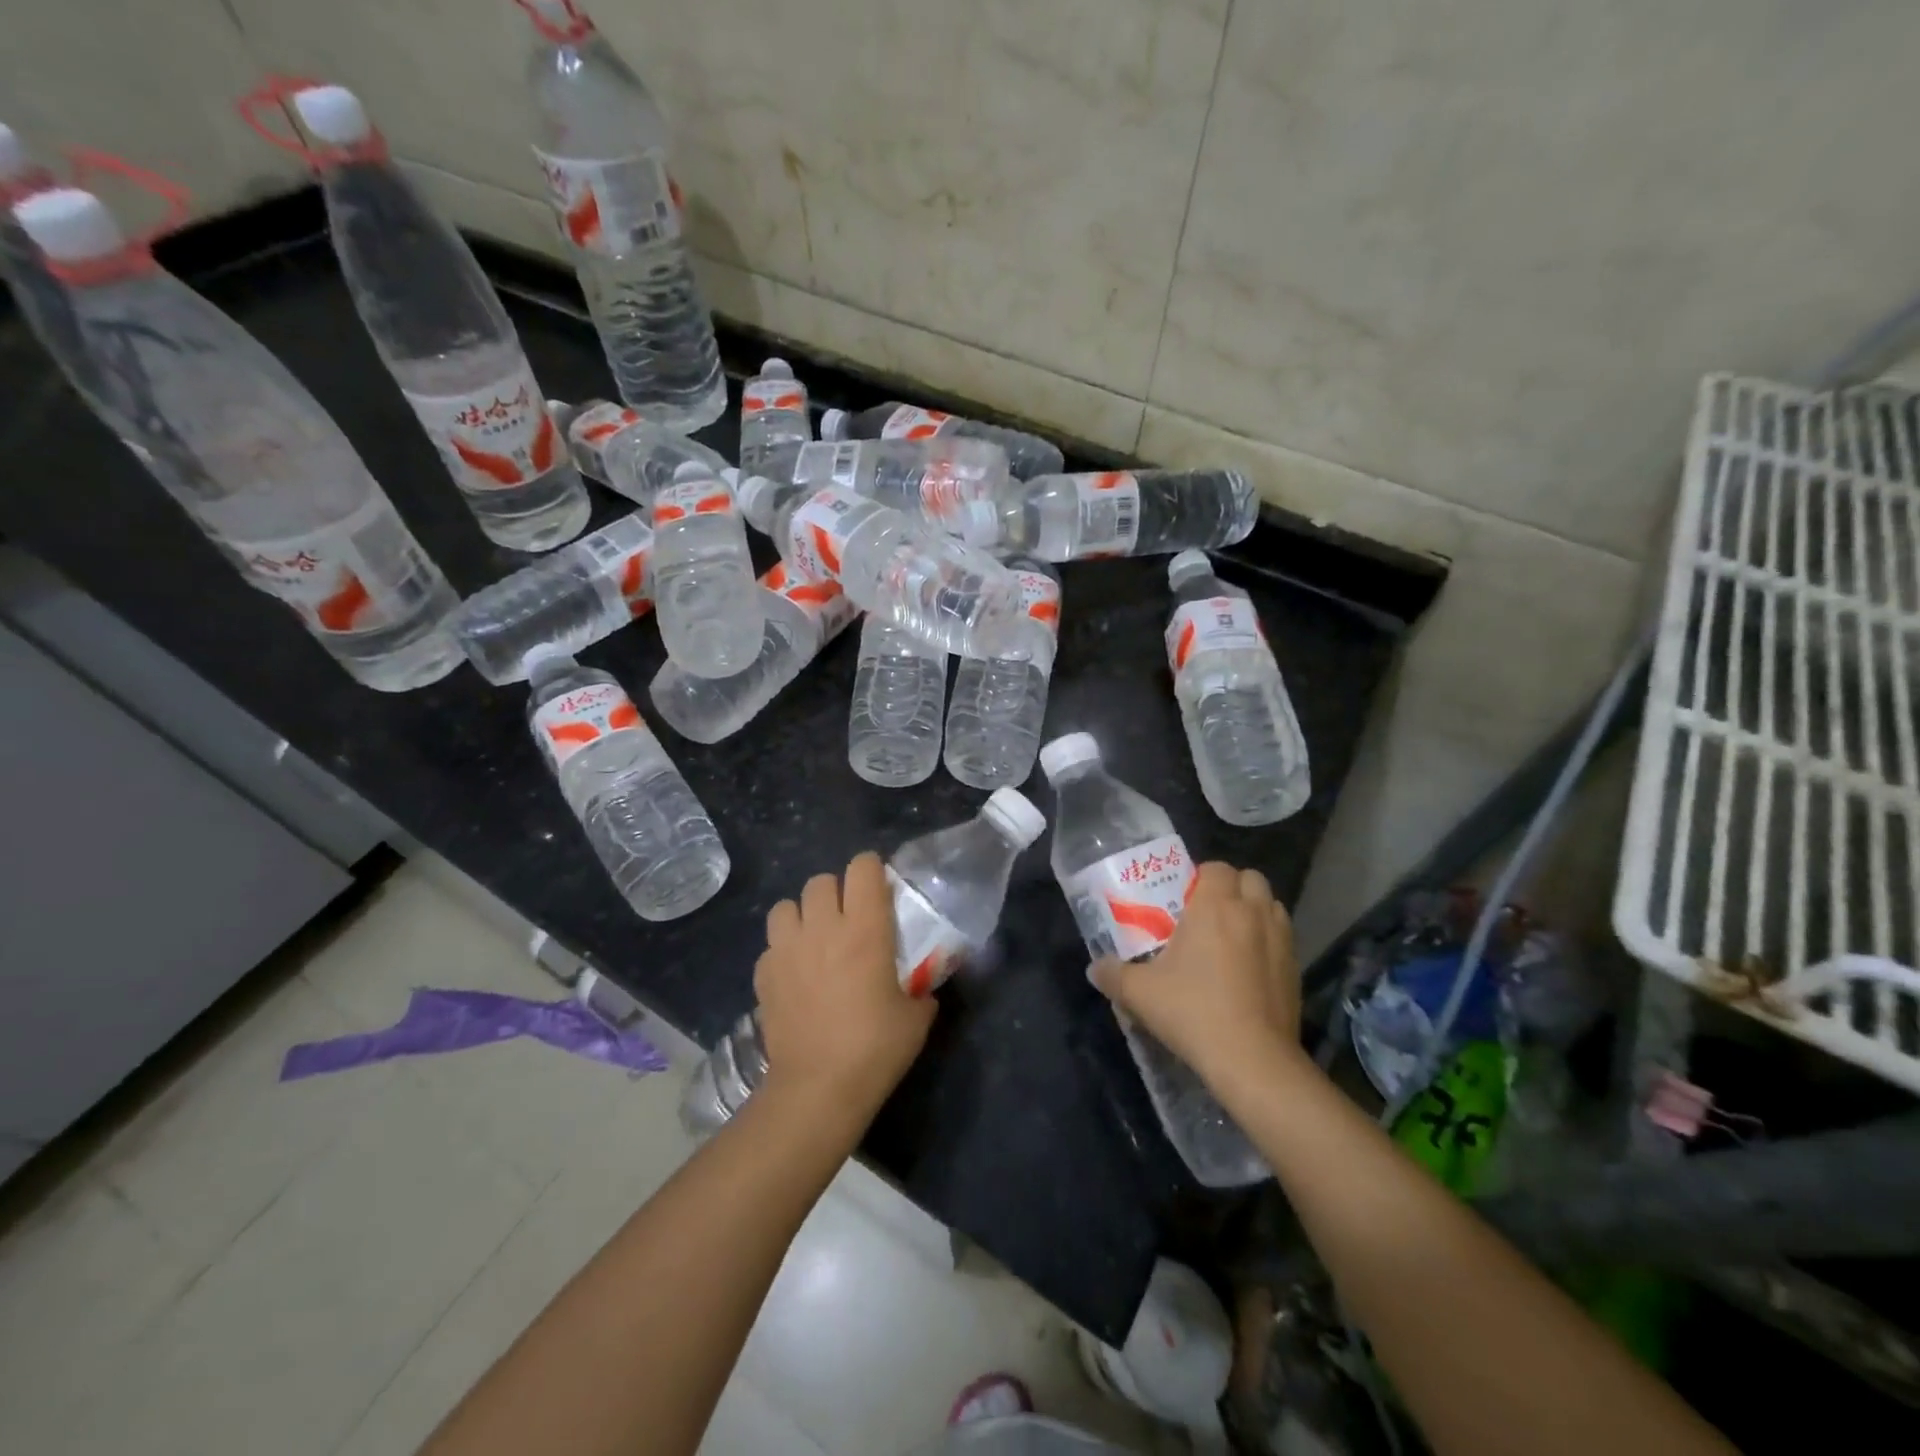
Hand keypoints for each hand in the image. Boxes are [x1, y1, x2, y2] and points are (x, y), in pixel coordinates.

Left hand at [754, 852, 936, 1123]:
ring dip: (802, 916)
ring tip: (814, 940)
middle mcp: (822, 927)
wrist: (818, 1088)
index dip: (872, 871)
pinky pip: (771, 945)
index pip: (863, 866)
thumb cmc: (875, 1049)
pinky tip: (795, 976)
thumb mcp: (916, 1017)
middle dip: (836, 893)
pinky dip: (783, 952)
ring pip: (786, 905)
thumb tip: (922, 985)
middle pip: (821, 880)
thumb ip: (920, 988)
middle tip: (848, 920)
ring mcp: (786, 948)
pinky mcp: (763, 974)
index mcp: (864, 928)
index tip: (879, 892)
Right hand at [1090, 862, 1299, 1085]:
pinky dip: (1268, 940)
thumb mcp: (1140, 993)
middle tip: (1207, 915)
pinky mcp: (1296, 968)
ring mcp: (1281, 939)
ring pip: (1271, 905)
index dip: (1200, 877)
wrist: (1253, 1060)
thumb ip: (1113, 974)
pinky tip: (1249, 968)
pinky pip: (1283, 937)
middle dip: (1231, 888)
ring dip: (1253, 911)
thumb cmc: (1193, 1012)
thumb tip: (1094, 968)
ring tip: (1231, 937)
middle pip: (1250, 878)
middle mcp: (1252, 912)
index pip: (1216, 868)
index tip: (1184, 901)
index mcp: (1215, 906)